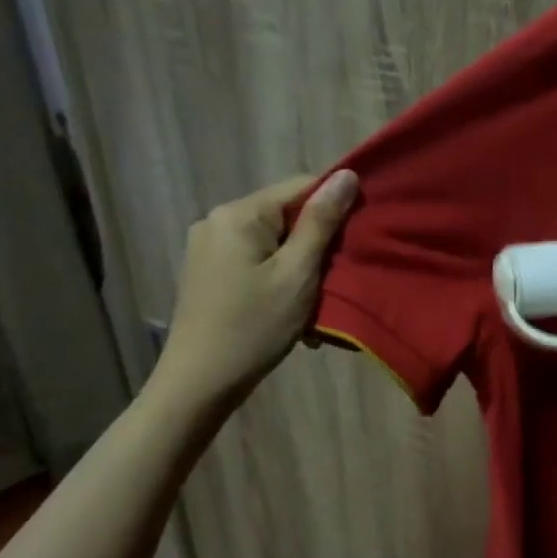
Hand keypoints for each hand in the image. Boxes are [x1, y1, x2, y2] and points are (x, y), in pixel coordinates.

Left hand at [152, 170, 357, 410]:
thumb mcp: (297, 274)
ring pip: (273, 241)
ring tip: (315, 301)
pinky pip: (255, 260)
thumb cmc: (255, 327)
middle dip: (316, 244)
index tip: (358, 239)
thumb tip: (346, 175)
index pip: (301, 187)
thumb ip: (321, 223)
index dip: (335, 207)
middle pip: (285, 215)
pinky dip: (278, 277)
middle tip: (338, 279)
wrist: (199, 382)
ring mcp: (208, 246)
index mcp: (239, 213)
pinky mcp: (207, 271)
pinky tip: (289, 308)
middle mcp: (218, 220)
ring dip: (299, 265)